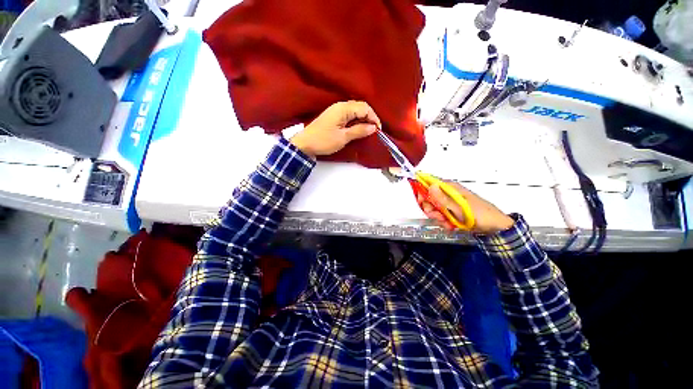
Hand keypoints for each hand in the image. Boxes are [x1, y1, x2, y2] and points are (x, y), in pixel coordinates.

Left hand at [290, 101, 381, 157]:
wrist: (305, 144)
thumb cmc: (324, 141)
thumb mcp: (343, 137)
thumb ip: (359, 131)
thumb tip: (373, 127)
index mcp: (343, 108)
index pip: (364, 108)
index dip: (374, 118)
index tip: (378, 130)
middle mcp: (340, 106)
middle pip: (360, 107)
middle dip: (369, 118)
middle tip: (374, 131)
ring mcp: (336, 110)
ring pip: (355, 111)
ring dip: (363, 119)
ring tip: (367, 131)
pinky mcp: (334, 116)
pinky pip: (349, 115)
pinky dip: (356, 121)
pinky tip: (358, 129)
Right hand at [418, 181, 514, 234]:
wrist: (495, 227)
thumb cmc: (479, 214)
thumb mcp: (459, 208)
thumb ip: (443, 199)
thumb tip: (430, 186)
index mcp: (450, 187)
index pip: (430, 183)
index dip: (422, 191)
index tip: (421, 201)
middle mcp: (448, 193)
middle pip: (430, 197)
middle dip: (431, 208)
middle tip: (437, 216)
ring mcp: (450, 202)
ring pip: (434, 207)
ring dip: (438, 216)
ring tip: (447, 222)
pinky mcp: (452, 211)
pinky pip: (441, 214)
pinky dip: (443, 220)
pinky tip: (450, 225)